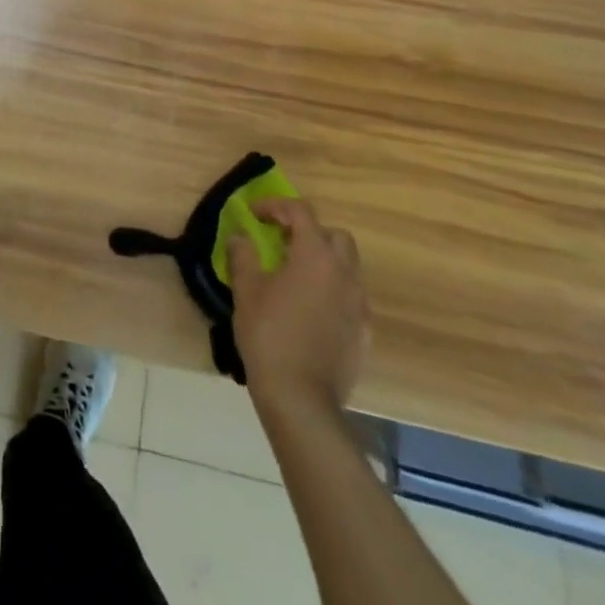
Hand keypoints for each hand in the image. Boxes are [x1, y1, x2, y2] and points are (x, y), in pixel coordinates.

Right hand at [228, 198, 366, 425]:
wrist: (302, 398)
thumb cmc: (269, 334)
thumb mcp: (246, 289)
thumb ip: (243, 254)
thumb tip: (241, 236)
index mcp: (315, 256)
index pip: (300, 212)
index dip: (275, 206)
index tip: (254, 215)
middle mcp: (344, 274)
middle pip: (335, 236)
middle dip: (309, 231)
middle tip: (282, 242)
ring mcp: (359, 305)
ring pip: (347, 267)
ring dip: (323, 261)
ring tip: (295, 275)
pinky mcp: (364, 333)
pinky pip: (351, 298)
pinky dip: (332, 291)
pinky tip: (310, 309)